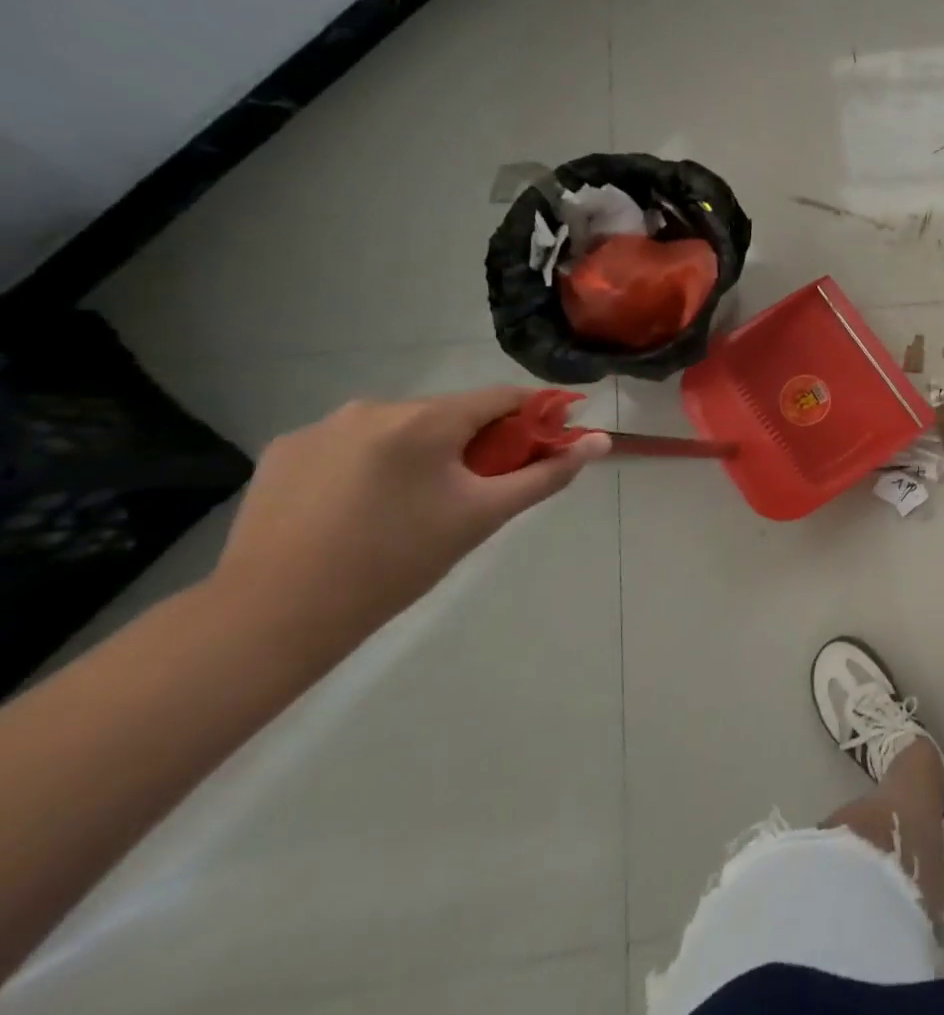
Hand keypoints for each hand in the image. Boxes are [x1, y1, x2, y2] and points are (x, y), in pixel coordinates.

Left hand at [212, 388, 609, 647]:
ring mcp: (322, 426)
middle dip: (475, 440)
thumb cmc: (395, 563)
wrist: (272, 617)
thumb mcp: (482, 517)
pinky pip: (352, 443)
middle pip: (449, 413)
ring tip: (415, 502)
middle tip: (478, 488)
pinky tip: (362, 505)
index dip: (534, 415)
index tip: (549, 439)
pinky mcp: (284, 449)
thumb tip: (600, 442)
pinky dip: (372, 462)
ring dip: (422, 450)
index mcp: (425, 420)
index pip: (502, 397)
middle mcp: (374, 407)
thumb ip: (546, 474)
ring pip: (400, 427)